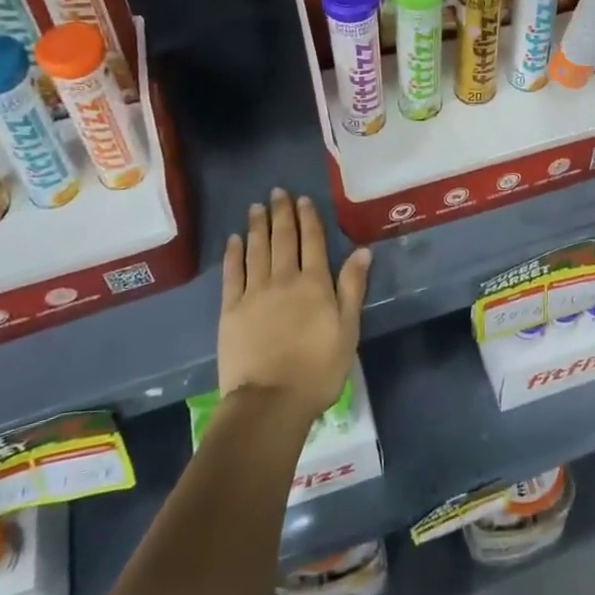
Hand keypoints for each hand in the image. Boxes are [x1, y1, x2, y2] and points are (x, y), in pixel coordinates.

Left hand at [218, 189, 369, 425]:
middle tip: (277, 192)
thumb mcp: (347, 330)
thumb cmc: (318, 370)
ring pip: (256, 250)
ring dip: (257, 226)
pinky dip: (233, 254)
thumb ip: (352, 287)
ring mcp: (254, 293)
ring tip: (256, 207)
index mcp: (314, 284)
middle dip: (281, 214)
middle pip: (283, 239)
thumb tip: (362, 250)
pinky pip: (232, 274)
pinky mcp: (231, 310)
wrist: (270, 401)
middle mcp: (283, 279)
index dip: (308, 218)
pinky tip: (234, 240)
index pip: (312, 242)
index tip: (302, 199)